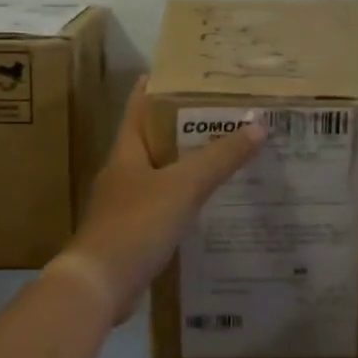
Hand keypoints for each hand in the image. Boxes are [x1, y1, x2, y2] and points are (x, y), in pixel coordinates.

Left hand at [50, 79, 266, 323]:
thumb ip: (219, 158)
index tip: (188, 71)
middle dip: (185, 127)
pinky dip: (185, 201)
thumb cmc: (136, 225)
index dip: (160, 86)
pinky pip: (164, 207)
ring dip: (188, 166)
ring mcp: (125, 205)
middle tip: (225, 115)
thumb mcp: (182, 187)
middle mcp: (123, 173)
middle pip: (154, 140)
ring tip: (226, 156)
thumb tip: (258, 124)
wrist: (98, 285)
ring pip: (161, 175)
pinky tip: (210, 206)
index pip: (140, 106)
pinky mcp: (133, 234)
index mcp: (127, 152)